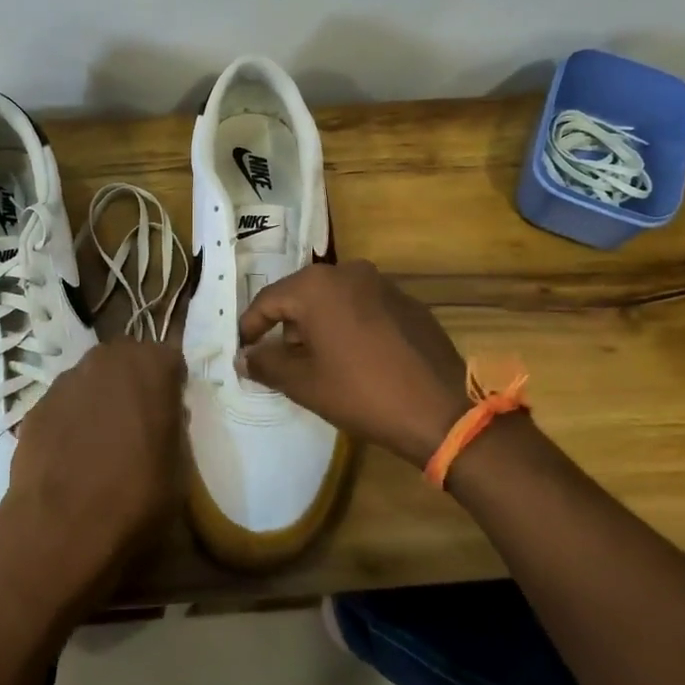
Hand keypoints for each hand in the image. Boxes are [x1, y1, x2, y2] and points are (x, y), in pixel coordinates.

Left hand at [0, 341, 186, 608]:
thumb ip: (173, 429)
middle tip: (136, 422)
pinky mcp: (35, 406)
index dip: (170, 385)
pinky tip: (69, 457)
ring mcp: (66, 380)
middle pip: (125, 360)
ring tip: (99, 443)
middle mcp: (107, 360)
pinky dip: (68, 421)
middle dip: (132, 383)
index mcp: (152, 367)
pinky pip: (62, 405)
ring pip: (90, 379)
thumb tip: (164, 419)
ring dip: (98, 399)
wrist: (61, 528)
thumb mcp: (179, 467)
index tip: (170, 412)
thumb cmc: (136, 496)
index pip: (169, 360)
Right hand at [237, 260, 469, 468]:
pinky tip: (354, 356)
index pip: (268, 300)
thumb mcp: (304, 383)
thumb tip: (243, 356)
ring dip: (318, 324)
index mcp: (317, 286)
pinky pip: (363, 306)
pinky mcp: (408, 302)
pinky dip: (349, 324)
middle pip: (301, 295)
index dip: (251, 326)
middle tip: (278, 357)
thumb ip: (266, 364)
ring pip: (334, 298)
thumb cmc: (362, 394)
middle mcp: (348, 272)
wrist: (442, 411)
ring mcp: (382, 284)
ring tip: (316, 359)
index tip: (242, 349)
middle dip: (286, 324)